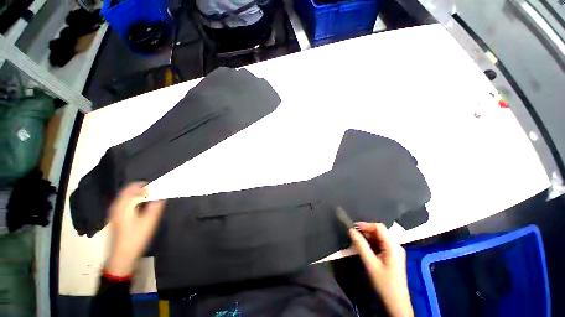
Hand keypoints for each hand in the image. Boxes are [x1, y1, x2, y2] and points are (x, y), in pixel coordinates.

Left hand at [105, 183, 164, 276]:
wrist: (122, 256)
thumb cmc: (135, 239)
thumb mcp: (149, 223)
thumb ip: (155, 207)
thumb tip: (162, 195)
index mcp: (123, 206)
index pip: (134, 187)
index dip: (147, 185)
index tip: (159, 187)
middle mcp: (116, 206)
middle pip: (128, 190)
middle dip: (142, 187)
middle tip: (156, 191)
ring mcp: (114, 212)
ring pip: (126, 195)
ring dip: (138, 193)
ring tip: (151, 197)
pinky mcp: (116, 217)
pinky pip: (124, 202)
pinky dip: (134, 199)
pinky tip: (142, 206)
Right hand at [349, 222, 413, 316]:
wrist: (396, 302)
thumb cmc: (384, 282)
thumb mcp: (370, 263)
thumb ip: (360, 245)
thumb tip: (351, 230)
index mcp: (393, 246)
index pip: (379, 227)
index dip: (365, 225)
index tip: (353, 227)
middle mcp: (396, 245)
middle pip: (380, 232)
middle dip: (366, 231)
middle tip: (354, 235)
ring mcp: (396, 251)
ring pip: (380, 238)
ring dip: (368, 237)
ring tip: (357, 241)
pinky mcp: (394, 256)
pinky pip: (382, 244)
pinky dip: (372, 243)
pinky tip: (365, 248)